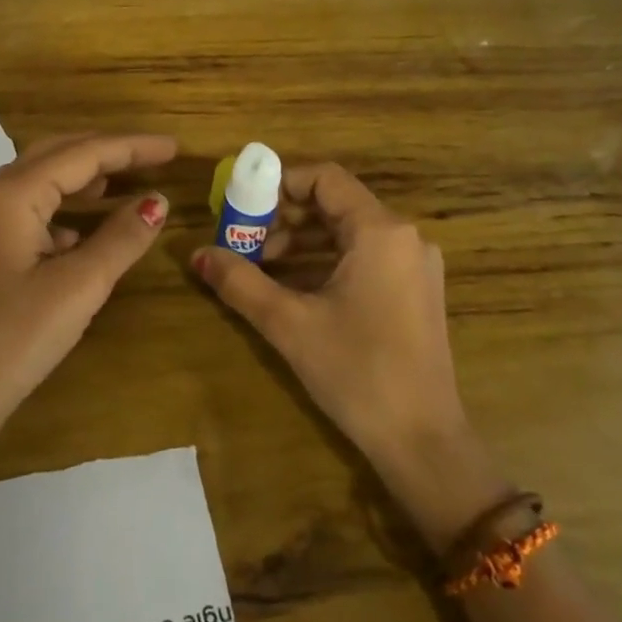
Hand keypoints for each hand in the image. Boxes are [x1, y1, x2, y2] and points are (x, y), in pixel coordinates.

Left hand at [0, 133, 177, 455]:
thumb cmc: (14, 338)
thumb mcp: (78, 287)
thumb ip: (121, 238)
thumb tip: (157, 201)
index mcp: (14, 194)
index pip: (83, 153)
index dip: (132, 147)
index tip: (175, 147)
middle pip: (59, 154)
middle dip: (109, 152)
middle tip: (155, 157)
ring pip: (45, 182)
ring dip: (88, 177)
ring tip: (130, 180)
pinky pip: (37, 212)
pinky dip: (70, 209)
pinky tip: (91, 229)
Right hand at [192, 162, 503, 546]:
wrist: (424, 443)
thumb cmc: (358, 372)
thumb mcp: (290, 324)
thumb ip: (240, 282)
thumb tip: (197, 255)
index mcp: (381, 231)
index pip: (324, 178)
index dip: (279, 183)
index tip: (243, 204)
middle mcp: (404, 237)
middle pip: (335, 204)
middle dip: (284, 217)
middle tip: (244, 239)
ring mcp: (414, 265)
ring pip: (347, 232)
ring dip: (301, 241)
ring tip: (260, 265)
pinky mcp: (414, 291)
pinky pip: (362, 257)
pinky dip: (324, 261)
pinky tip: (291, 286)